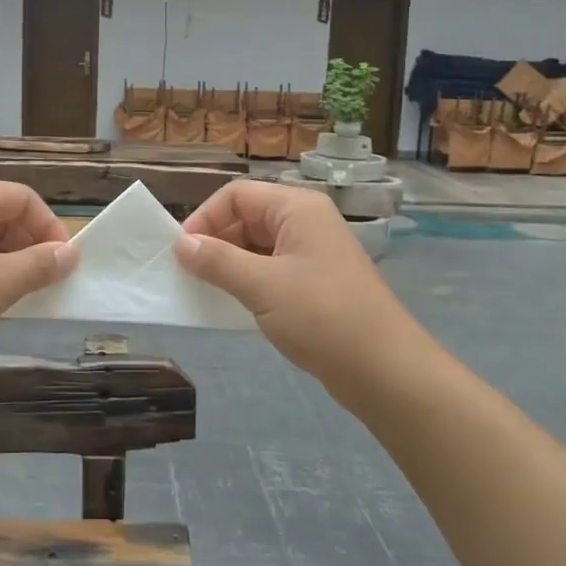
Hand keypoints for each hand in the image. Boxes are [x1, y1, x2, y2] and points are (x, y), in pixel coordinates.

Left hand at [0, 181, 77, 376]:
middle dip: (30, 245)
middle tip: (45, 282)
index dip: (50, 227)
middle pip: (2, 213)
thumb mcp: (0, 284)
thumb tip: (70, 253)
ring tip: (19, 297)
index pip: (23, 197)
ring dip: (8, 262)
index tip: (64, 265)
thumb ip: (40, 264)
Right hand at [174, 180, 412, 383]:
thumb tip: (180, 244)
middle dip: (215, 241)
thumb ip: (217, 261)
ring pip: (257, 246)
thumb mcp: (261, 285)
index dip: (205, 217)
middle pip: (247, 217)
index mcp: (297, 208)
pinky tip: (232, 305)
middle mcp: (305, 222)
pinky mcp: (316, 283)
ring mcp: (313, 253)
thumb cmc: (322, 316)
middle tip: (189, 274)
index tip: (181, 252)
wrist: (384, 370)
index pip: (237, 195)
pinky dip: (248, 282)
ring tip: (206, 291)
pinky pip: (271, 270)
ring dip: (229, 264)